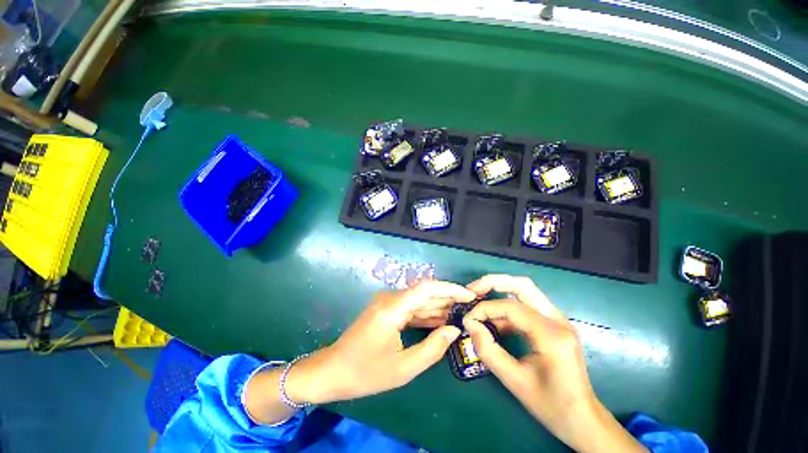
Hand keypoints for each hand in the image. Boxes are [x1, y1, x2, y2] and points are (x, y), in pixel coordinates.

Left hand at [288, 280, 476, 404]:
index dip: (450, 289)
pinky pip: (410, 308)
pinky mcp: (386, 310)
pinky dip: (426, 313)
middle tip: (470, 306)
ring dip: (439, 306)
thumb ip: (432, 348)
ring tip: (461, 313)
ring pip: (418, 300)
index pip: (427, 288)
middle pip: (424, 292)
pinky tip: (441, 320)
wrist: (332, 371)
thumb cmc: (365, 372)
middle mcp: (390, 298)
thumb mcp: (403, 368)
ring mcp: (387, 302)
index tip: (469, 295)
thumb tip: (454, 330)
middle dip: (448, 297)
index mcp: (392, 307)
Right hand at [464, 275, 645, 452]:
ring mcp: (559, 319)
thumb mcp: (514, 381)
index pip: (510, 307)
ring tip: (478, 297)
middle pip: (522, 285)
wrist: (583, 419)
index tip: (468, 320)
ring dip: (499, 289)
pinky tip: (495, 321)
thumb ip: (488, 349)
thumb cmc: (551, 405)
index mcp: (551, 335)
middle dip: (493, 283)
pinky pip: (527, 304)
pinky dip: (507, 307)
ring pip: (525, 290)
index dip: (484, 309)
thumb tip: (470, 324)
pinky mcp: (555, 323)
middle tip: (472, 290)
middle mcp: (558, 320)